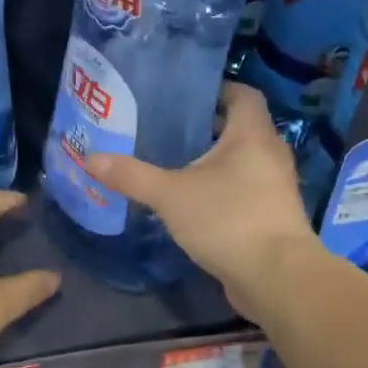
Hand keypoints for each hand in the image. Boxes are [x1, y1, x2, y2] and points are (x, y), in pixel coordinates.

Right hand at [87, 83, 319, 318]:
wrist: (277, 279)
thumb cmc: (228, 219)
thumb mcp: (170, 195)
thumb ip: (131, 175)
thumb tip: (90, 158)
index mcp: (252, 135)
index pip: (243, 95)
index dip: (218, 89)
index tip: (185, 95)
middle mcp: (270, 154)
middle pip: (241, 127)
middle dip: (207, 126)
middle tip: (167, 127)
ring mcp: (275, 187)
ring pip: (243, 160)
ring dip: (214, 160)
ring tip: (174, 162)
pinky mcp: (272, 216)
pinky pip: (246, 189)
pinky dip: (222, 187)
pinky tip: (192, 200)